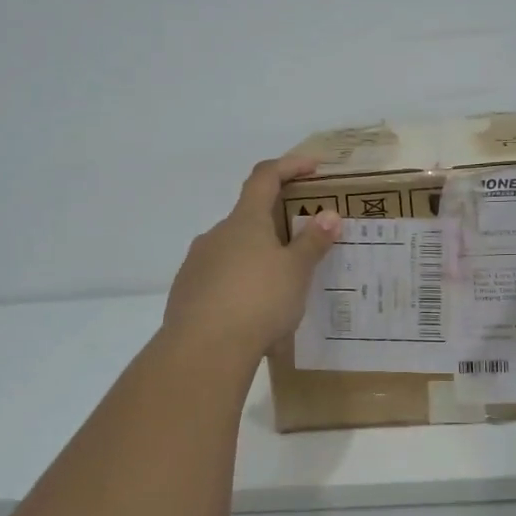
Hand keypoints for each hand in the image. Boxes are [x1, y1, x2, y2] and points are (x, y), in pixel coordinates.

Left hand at [163, 158, 341, 359]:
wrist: (203, 349)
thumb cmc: (258, 301)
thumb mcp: (296, 272)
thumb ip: (313, 242)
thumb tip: (329, 215)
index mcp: (245, 220)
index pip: (265, 177)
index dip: (289, 166)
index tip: (313, 167)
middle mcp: (216, 234)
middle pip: (248, 216)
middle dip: (276, 225)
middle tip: (303, 245)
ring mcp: (197, 263)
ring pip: (233, 250)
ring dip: (257, 258)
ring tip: (281, 288)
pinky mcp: (186, 292)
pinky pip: (219, 279)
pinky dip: (240, 285)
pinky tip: (254, 313)